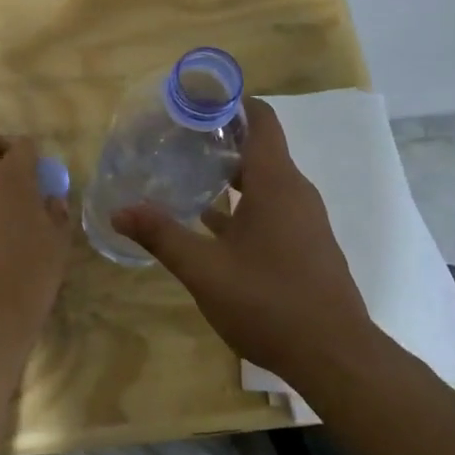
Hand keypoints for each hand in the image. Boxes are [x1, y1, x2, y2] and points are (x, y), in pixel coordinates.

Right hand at [111, 98, 373, 376]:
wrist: (335, 357)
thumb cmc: (269, 302)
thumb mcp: (205, 269)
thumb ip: (161, 236)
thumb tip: (119, 210)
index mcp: (276, 183)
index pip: (261, 120)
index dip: (232, 101)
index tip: (197, 97)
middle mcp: (295, 193)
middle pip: (259, 149)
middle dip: (220, 139)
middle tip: (176, 136)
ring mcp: (305, 221)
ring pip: (264, 182)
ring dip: (229, 174)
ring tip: (185, 172)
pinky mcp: (306, 246)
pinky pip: (272, 208)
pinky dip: (242, 204)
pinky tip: (209, 223)